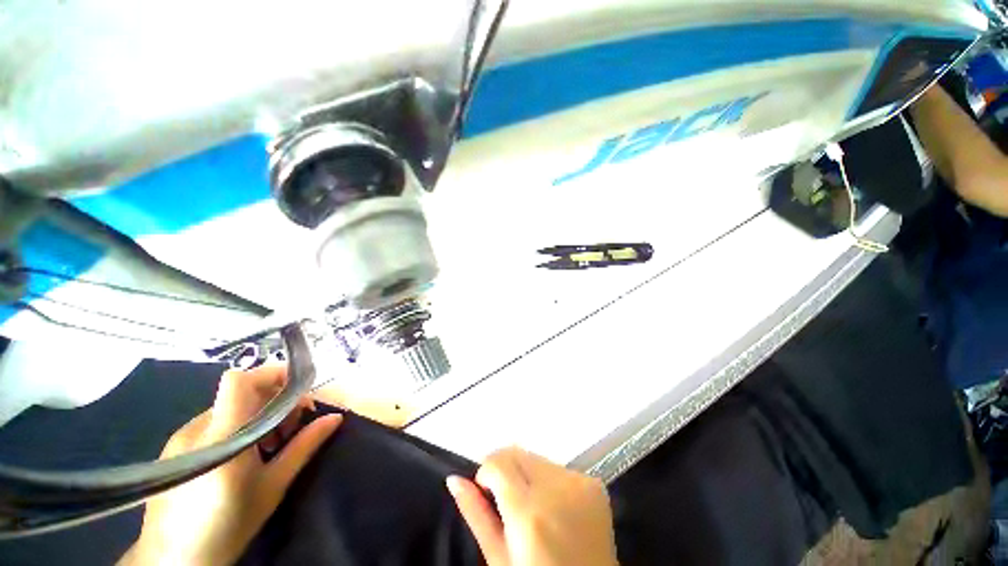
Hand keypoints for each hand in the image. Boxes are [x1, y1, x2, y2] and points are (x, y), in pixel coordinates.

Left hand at [120, 365, 341, 565]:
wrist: (175, 562)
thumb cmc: (229, 525)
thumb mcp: (273, 486)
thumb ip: (304, 446)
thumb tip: (335, 418)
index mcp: (222, 435)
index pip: (240, 381)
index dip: (271, 375)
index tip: (298, 391)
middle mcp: (197, 428)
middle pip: (240, 392)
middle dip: (274, 400)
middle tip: (291, 428)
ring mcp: (181, 437)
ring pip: (228, 407)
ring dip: (256, 415)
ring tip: (268, 446)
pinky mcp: (173, 449)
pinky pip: (212, 423)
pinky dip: (235, 427)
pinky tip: (241, 457)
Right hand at [446, 447, 618, 565]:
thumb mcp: (499, 559)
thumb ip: (476, 514)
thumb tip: (454, 480)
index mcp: (529, 513)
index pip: (498, 461)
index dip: (486, 472)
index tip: (486, 491)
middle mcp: (557, 489)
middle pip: (518, 453)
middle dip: (505, 469)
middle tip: (507, 502)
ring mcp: (580, 483)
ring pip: (537, 458)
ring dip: (527, 474)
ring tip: (532, 507)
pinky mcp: (594, 484)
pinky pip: (559, 467)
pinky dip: (549, 480)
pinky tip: (553, 507)